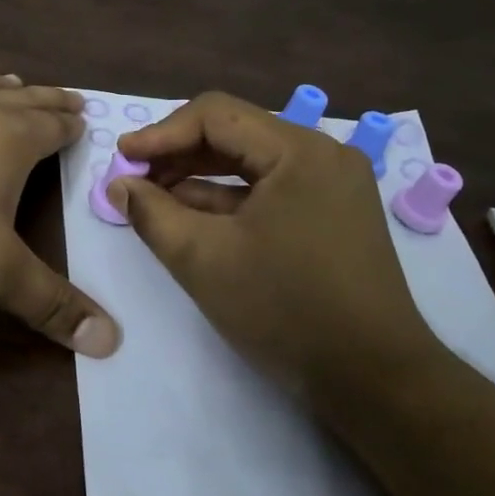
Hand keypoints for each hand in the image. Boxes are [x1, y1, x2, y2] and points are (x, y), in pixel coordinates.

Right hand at [109, 91, 437, 402]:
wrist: (374, 381)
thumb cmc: (285, 311)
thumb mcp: (203, 260)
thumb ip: (152, 214)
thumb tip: (120, 184)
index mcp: (299, 151)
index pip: (215, 115)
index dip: (160, 133)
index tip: (122, 158)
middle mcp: (322, 155)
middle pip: (235, 134)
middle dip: (178, 154)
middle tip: (133, 180)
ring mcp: (332, 186)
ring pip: (251, 164)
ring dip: (199, 178)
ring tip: (153, 199)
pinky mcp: (332, 215)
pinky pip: (270, 191)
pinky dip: (229, 200)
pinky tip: (191, 217)